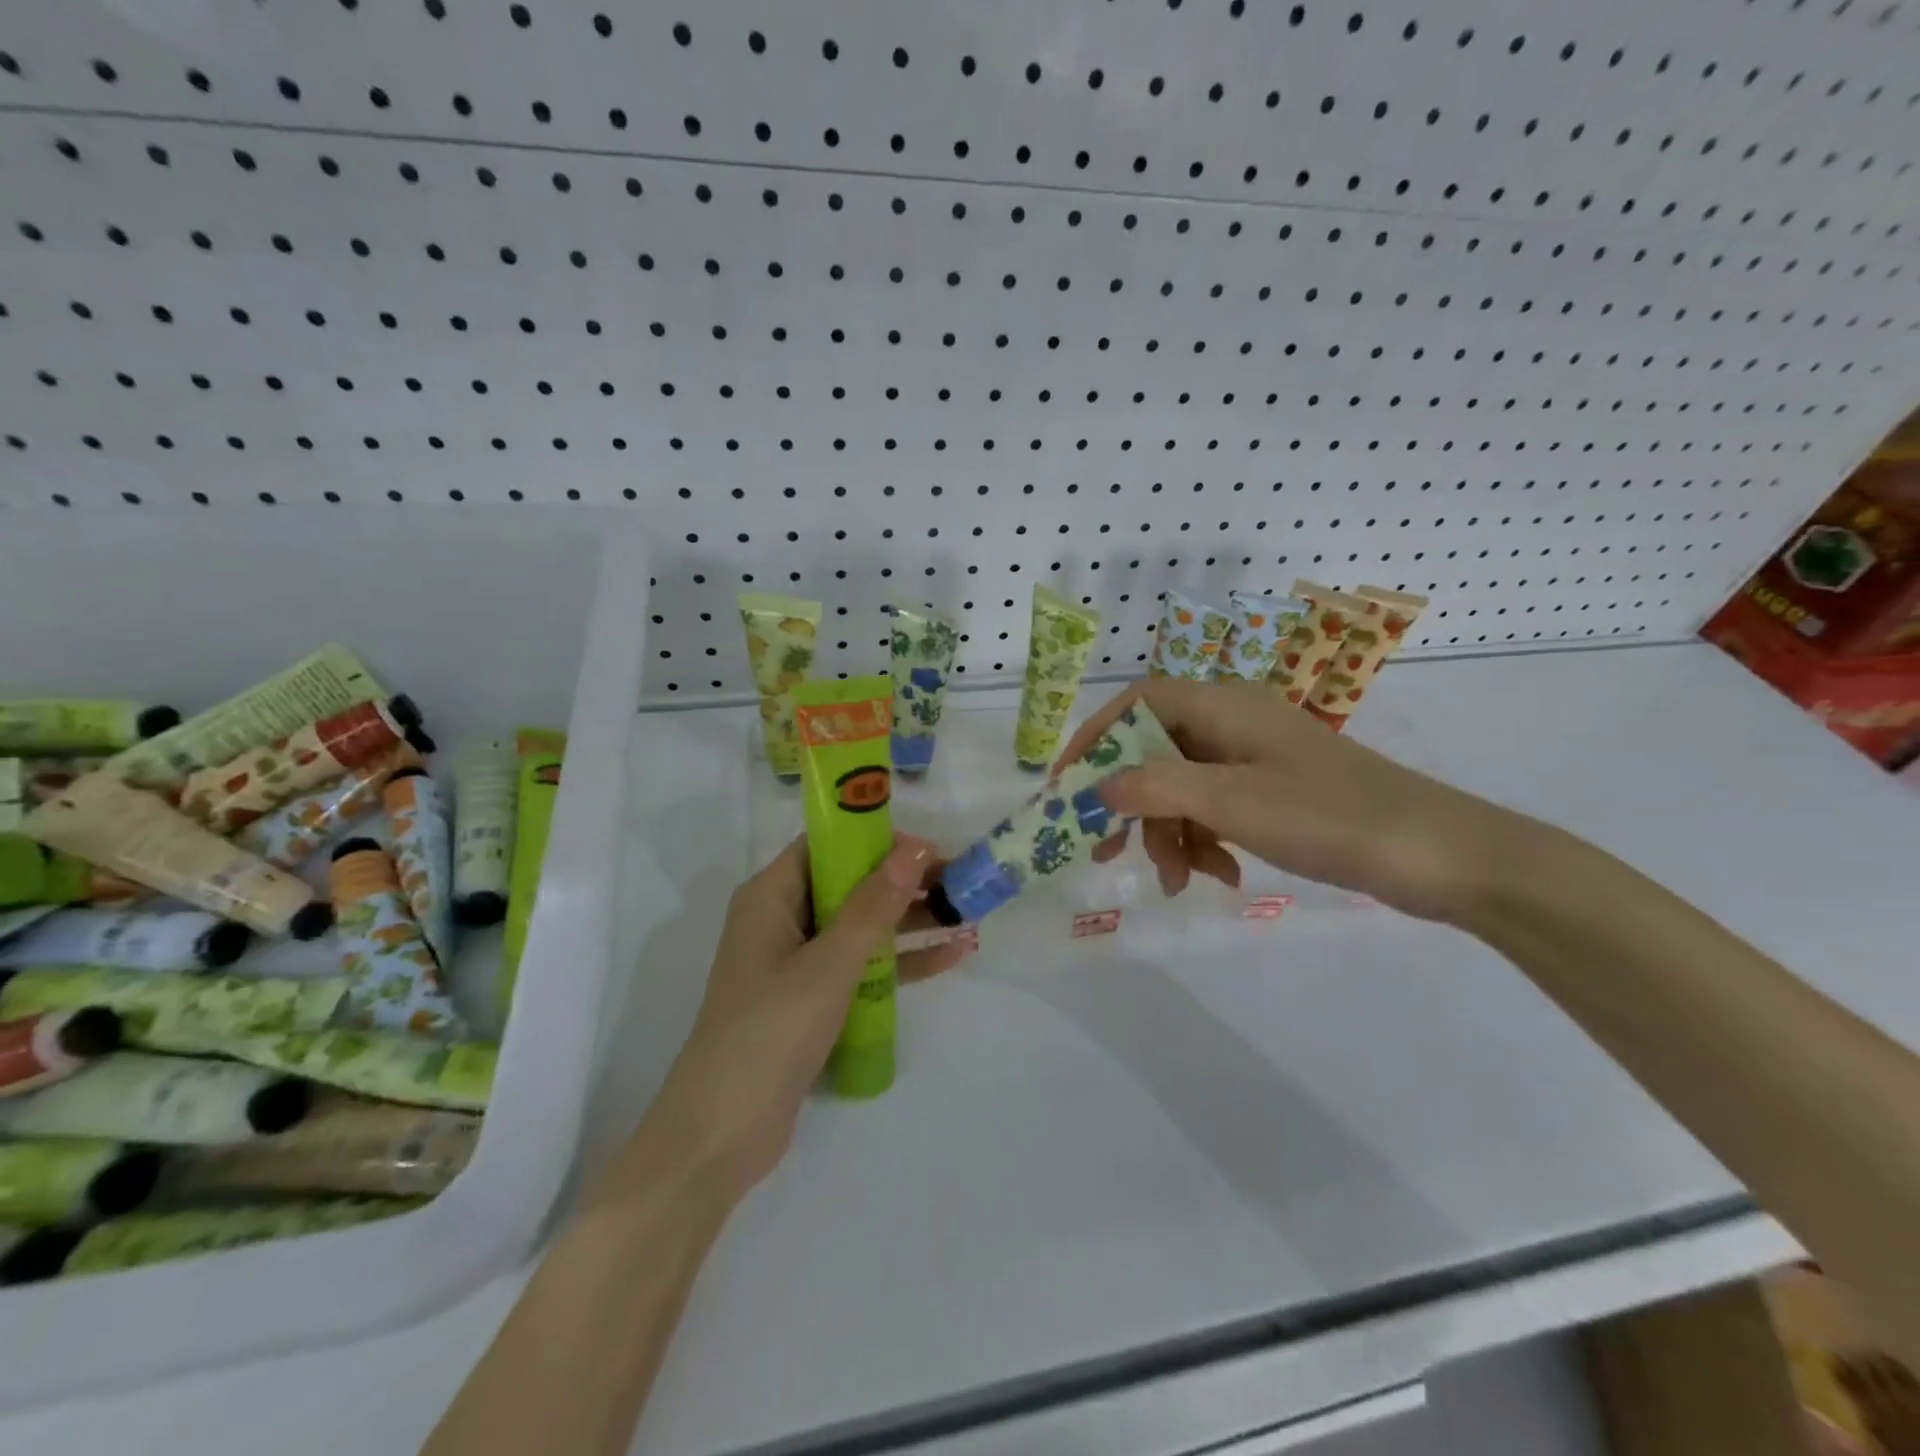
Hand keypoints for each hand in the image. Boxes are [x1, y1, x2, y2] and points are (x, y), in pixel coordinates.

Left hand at [648, 835, 968, 1202]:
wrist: (722, 1134)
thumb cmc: (769, 1032)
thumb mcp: (828, 964)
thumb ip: (873, 906)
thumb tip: (914, 850)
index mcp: (771, 896)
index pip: (827, 846)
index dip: (876, 839)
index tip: (929, 848)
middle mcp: (782, 920)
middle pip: (850, 884)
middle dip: (903, 881)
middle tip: (960, 880)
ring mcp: (798, 962)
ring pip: (862, 926)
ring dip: (910, 921)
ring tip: (967, 914)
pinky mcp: (813, 1000)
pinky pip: (863, 967)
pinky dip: (901, 962)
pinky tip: (951, 956)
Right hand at [1056, 678, 1517, 923]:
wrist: (1441, 855)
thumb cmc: (1331, 816)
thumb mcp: (1233, 802)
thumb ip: (1158, 788)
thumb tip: (1097, 786)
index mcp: (1223, 706)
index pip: (1137, 704)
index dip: (1095, 740)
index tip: (1067, 788)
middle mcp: (1234, 722)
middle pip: (1155, 751)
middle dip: (1133, 802)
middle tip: (1110, 850)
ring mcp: (1255, 758)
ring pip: (1183, 786)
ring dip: (1170, 832)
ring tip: (1181, 880)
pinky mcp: (1275, 791)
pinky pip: (1216, 808)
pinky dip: (1206, 840)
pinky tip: (1219, 876)